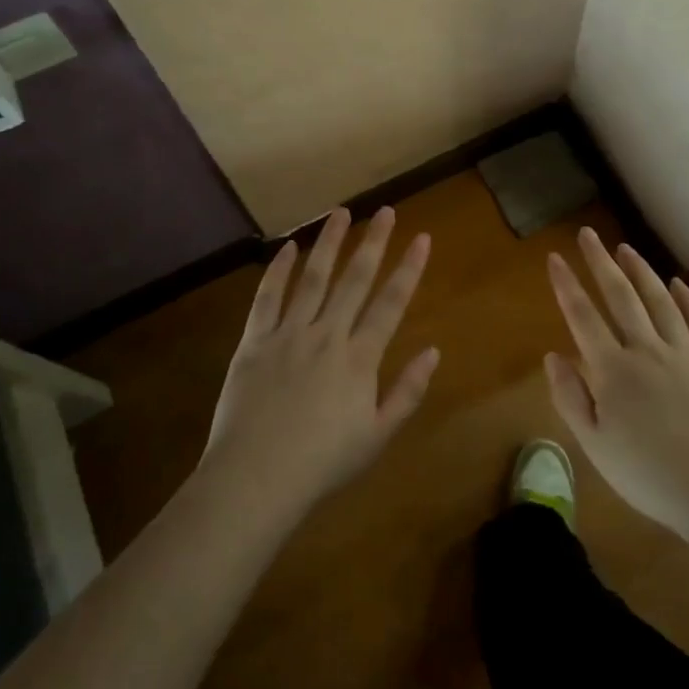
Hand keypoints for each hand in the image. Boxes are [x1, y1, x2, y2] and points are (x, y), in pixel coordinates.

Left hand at [205, 207, 436, 519]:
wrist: (256, 478)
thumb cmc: (322, 463)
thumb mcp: (377, 436)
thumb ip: (407, 391)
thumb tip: (434, 352)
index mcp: (359, 358)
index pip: (390, 303)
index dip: (408, 269)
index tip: (421, 238)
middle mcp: (327, 335)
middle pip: (354, 280)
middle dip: (373, 243)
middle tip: (386, 211)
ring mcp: (288, 334)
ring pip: (313, 278)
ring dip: (329, 243)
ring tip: (341, 213)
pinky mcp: (254, 340)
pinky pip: (267, 297)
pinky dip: (278, 270)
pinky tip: (288, 247)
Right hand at [545, 229, 688, 555]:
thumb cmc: (653, 476)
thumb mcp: (596, 447)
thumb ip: (571, 398)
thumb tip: (552, 355)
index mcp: (613, 370)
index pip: (582, 316)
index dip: (566, 285)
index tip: (554, 257)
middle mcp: (646, 350)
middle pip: (620, 297)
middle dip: (601, 263)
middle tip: (588, 234)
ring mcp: (685, 353)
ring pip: (659, 301)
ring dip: (640, 271)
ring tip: (625, 248)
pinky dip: (688, 299)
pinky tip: (678, 284)